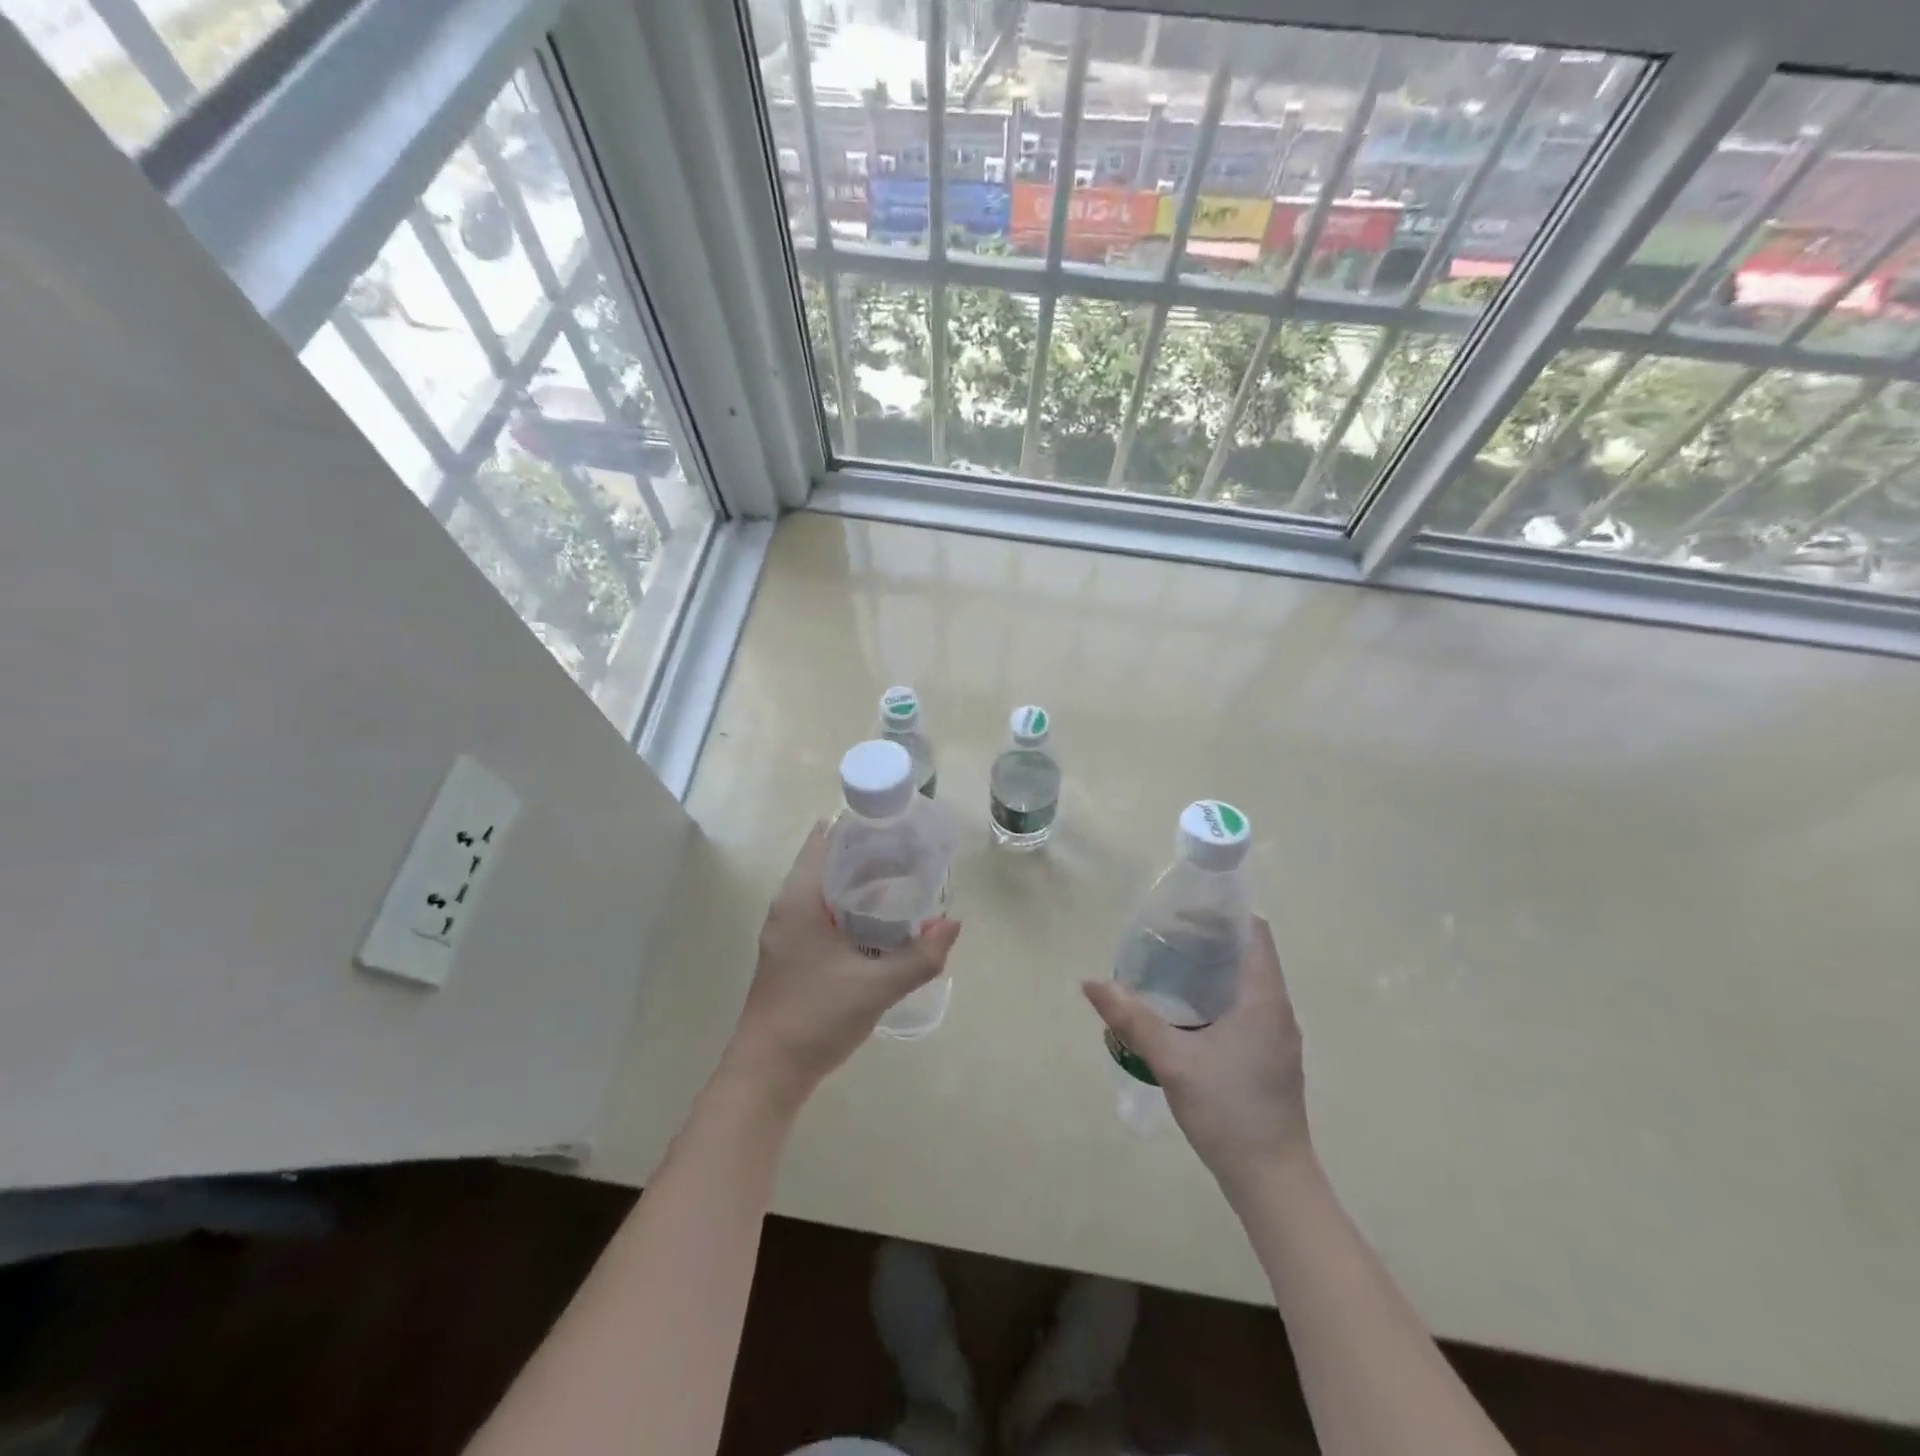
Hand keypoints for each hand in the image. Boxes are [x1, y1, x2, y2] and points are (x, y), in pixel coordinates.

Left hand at [722, 822, 961, 1112]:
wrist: (767, 1073)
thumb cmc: (815, 1018)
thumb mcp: (876, 987)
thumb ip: (920, 956)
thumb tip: (953, 924)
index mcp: (799, 899)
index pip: (826, 839)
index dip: (860, 825)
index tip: (897, 822)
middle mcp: (788, 907)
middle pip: (829, 861)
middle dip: (869, 853)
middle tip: (912, 851)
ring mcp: (787, 931)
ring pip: (827, 889)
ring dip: (860, 882)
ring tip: (904, 880)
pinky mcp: (792, 953)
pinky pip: (824, 912)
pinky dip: (851, 906)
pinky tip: (881, 921)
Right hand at [1082, 917, 1309, 1191]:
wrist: (1273, 1182)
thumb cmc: (1229, 1111)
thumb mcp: (1173, 1061)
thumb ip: (1132, 1018)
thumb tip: (1091, 983)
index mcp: (1264, 999)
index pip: (1254, 932)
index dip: (1222, 913)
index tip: (1182, 912)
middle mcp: (1277, 1010)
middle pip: (1249, 954)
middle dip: (1208, 939)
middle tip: (1163, 937)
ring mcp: (1276, 1037)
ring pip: (1247, 983)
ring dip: (1212, 968)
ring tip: (1168, 967)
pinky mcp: (1270, 1059)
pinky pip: (1246, 1008)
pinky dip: (1218, 995)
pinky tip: (1186, 1012)